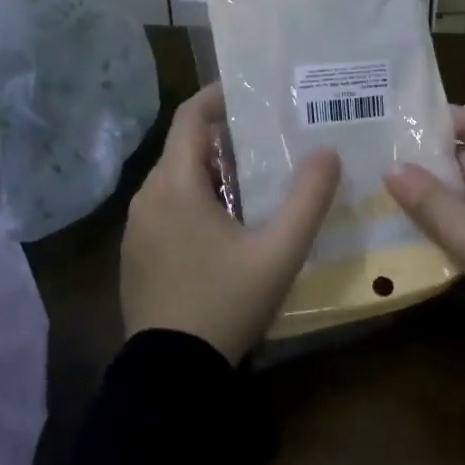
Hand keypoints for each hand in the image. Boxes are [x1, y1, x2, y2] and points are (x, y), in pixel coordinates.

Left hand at [121, 83, 341, 362]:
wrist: (171, 375)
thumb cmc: (224, 303)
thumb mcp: (278, 253)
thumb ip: (308, 199)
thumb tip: (327, 151)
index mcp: (174, 185)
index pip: (190, 116)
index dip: (219, 95)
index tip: (253, 89)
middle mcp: (147, 197)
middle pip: (185, 147)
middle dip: (226, 135)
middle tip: (271, 135)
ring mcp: (137, 228)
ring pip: (177, 179)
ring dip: (213, 170)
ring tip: (258, 176)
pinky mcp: (137, 254)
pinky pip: (167, 208)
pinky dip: (197, 198)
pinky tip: (229, 223)